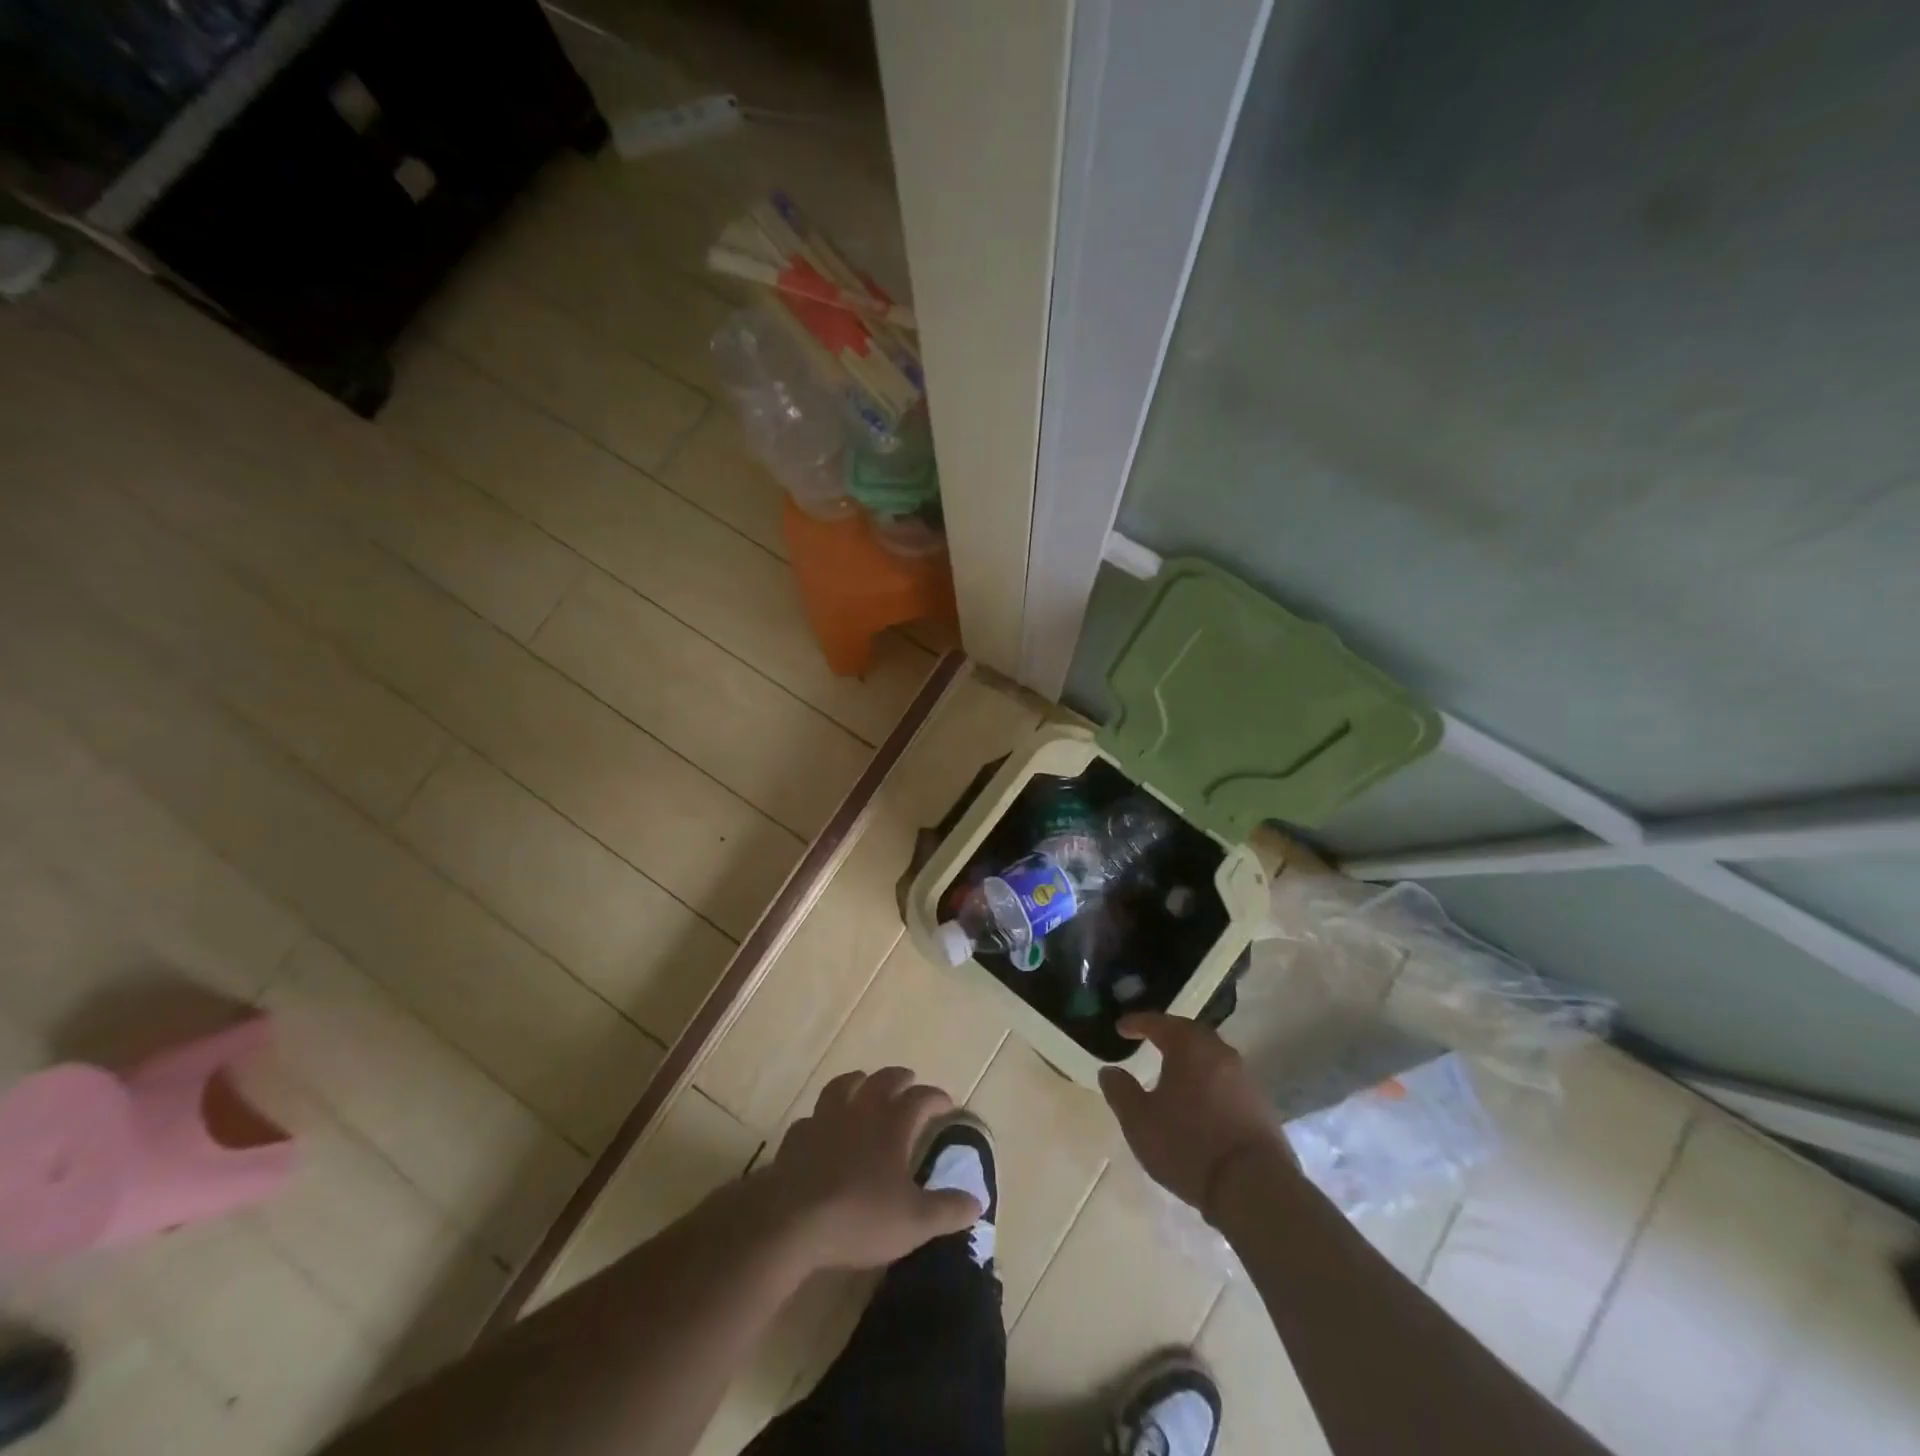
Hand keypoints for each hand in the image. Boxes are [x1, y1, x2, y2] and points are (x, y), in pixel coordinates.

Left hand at [759, 1067, 980, 1271]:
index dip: (937, 1098)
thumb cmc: (859, 1217)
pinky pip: (813, 1116)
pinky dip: (823, 1117)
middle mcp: (861, 1110)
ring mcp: (825, 1119)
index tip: (947, 1104)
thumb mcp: (914, 1222)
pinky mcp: (797, 1137)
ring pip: (844, 1085)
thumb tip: (977, 1202)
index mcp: (892, 1124)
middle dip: (900, 1078)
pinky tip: (823, 1128)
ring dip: (859, 1081)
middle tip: (909, 1082)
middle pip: (884, 1080)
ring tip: (864, 1086)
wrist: (791, 1222)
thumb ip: (948, 1210)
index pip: (922, 1098)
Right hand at [1098, 1013, 1287, 1217]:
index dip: (1137, 1023)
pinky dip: (1208, 1079)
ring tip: (1173, 1070)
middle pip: (1189, 1033)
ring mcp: (1245, 1076)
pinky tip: (1200, 1098)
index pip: (1158, 1023)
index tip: (1121, 1027)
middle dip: (1168, 1034)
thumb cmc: (1188, 1145)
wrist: (1254, 1187)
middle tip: (1150, 1040)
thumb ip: (1120, 1091)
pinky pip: (1226, 1078)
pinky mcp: (1260, 1103)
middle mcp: (1219, 1051)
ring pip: (1210, 1055)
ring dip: (1190, 1057)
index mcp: (1189, 1047)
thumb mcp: (1139, 1121)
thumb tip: (1109, 1071)